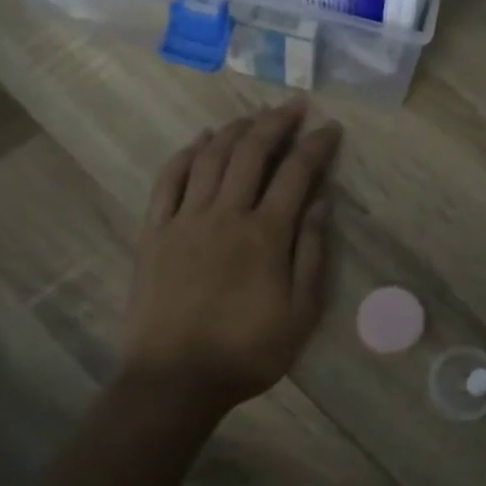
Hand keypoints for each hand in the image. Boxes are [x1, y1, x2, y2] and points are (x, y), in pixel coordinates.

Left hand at [121, 98, 340, 415]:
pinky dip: (185, 154)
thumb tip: (320, 203)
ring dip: (234, 130)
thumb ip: (312, 253)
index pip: (296, 173)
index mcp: (265, 233)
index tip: (331, 128)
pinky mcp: (154, 233)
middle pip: (251, 152)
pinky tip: (200, 141)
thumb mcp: (301, 311)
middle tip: (294, 106)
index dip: (316, 145)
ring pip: (210, 158)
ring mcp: (184, 220)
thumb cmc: (248, 351)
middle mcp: (224, 214)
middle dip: (276, 122)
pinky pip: (168, 181)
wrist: (174, 380)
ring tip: (253, 115)